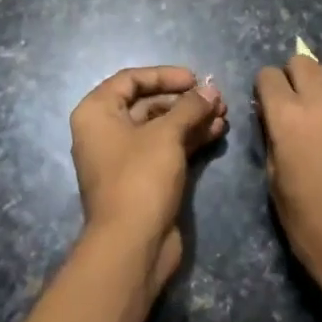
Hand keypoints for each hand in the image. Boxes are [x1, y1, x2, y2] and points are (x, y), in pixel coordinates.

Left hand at [70, 67, 227, 291]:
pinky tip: (218, 131)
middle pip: (148, 103)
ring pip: (161, 127)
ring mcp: (125, 158)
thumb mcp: (166, 134)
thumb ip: (190, 107)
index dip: (164, 75)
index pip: (131, 79)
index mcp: (97, 113)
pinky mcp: (143, 179)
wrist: (132, 246)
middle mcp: (106, 131)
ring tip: (224, 114)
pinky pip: (167, 148)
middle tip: (217, 98)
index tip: (195, 78)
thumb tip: (211, 89)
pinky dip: (190, 138)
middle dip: (184, 100)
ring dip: (192, 118)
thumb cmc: (140, 178)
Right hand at [255, 56, 321, 300]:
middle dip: (288, 76)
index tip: (262, 107)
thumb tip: (272, 119)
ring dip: (312, 82)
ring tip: (307, 111)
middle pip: (301, 62)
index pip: (268, 76)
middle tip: (284, 104)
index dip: (262, 88)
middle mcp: (319, 102)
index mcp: (288, 117)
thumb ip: (271, 138)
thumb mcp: (274, 180)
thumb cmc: (308, 222)